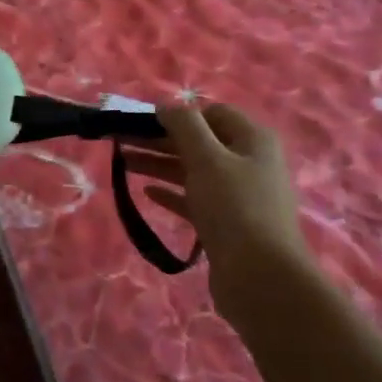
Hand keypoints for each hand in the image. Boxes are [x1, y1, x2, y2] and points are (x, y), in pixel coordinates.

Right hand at [122, 103, 308, 283]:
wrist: (260, 277)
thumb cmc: (234, 207)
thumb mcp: (207, 158)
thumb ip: (185, 126)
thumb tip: (166, 104)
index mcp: (253, 140)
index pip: (212, 113)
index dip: (178, 114)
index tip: (143, 121)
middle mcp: (249, 162)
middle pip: (199, 142)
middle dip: (160, 139)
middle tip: (121, 140)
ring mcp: (239, 195)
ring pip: (193, 171)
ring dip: (159, 164)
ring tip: (123, 164)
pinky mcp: (227, 223)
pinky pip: (194, 199)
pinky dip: (171, 193)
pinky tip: (147, 193)